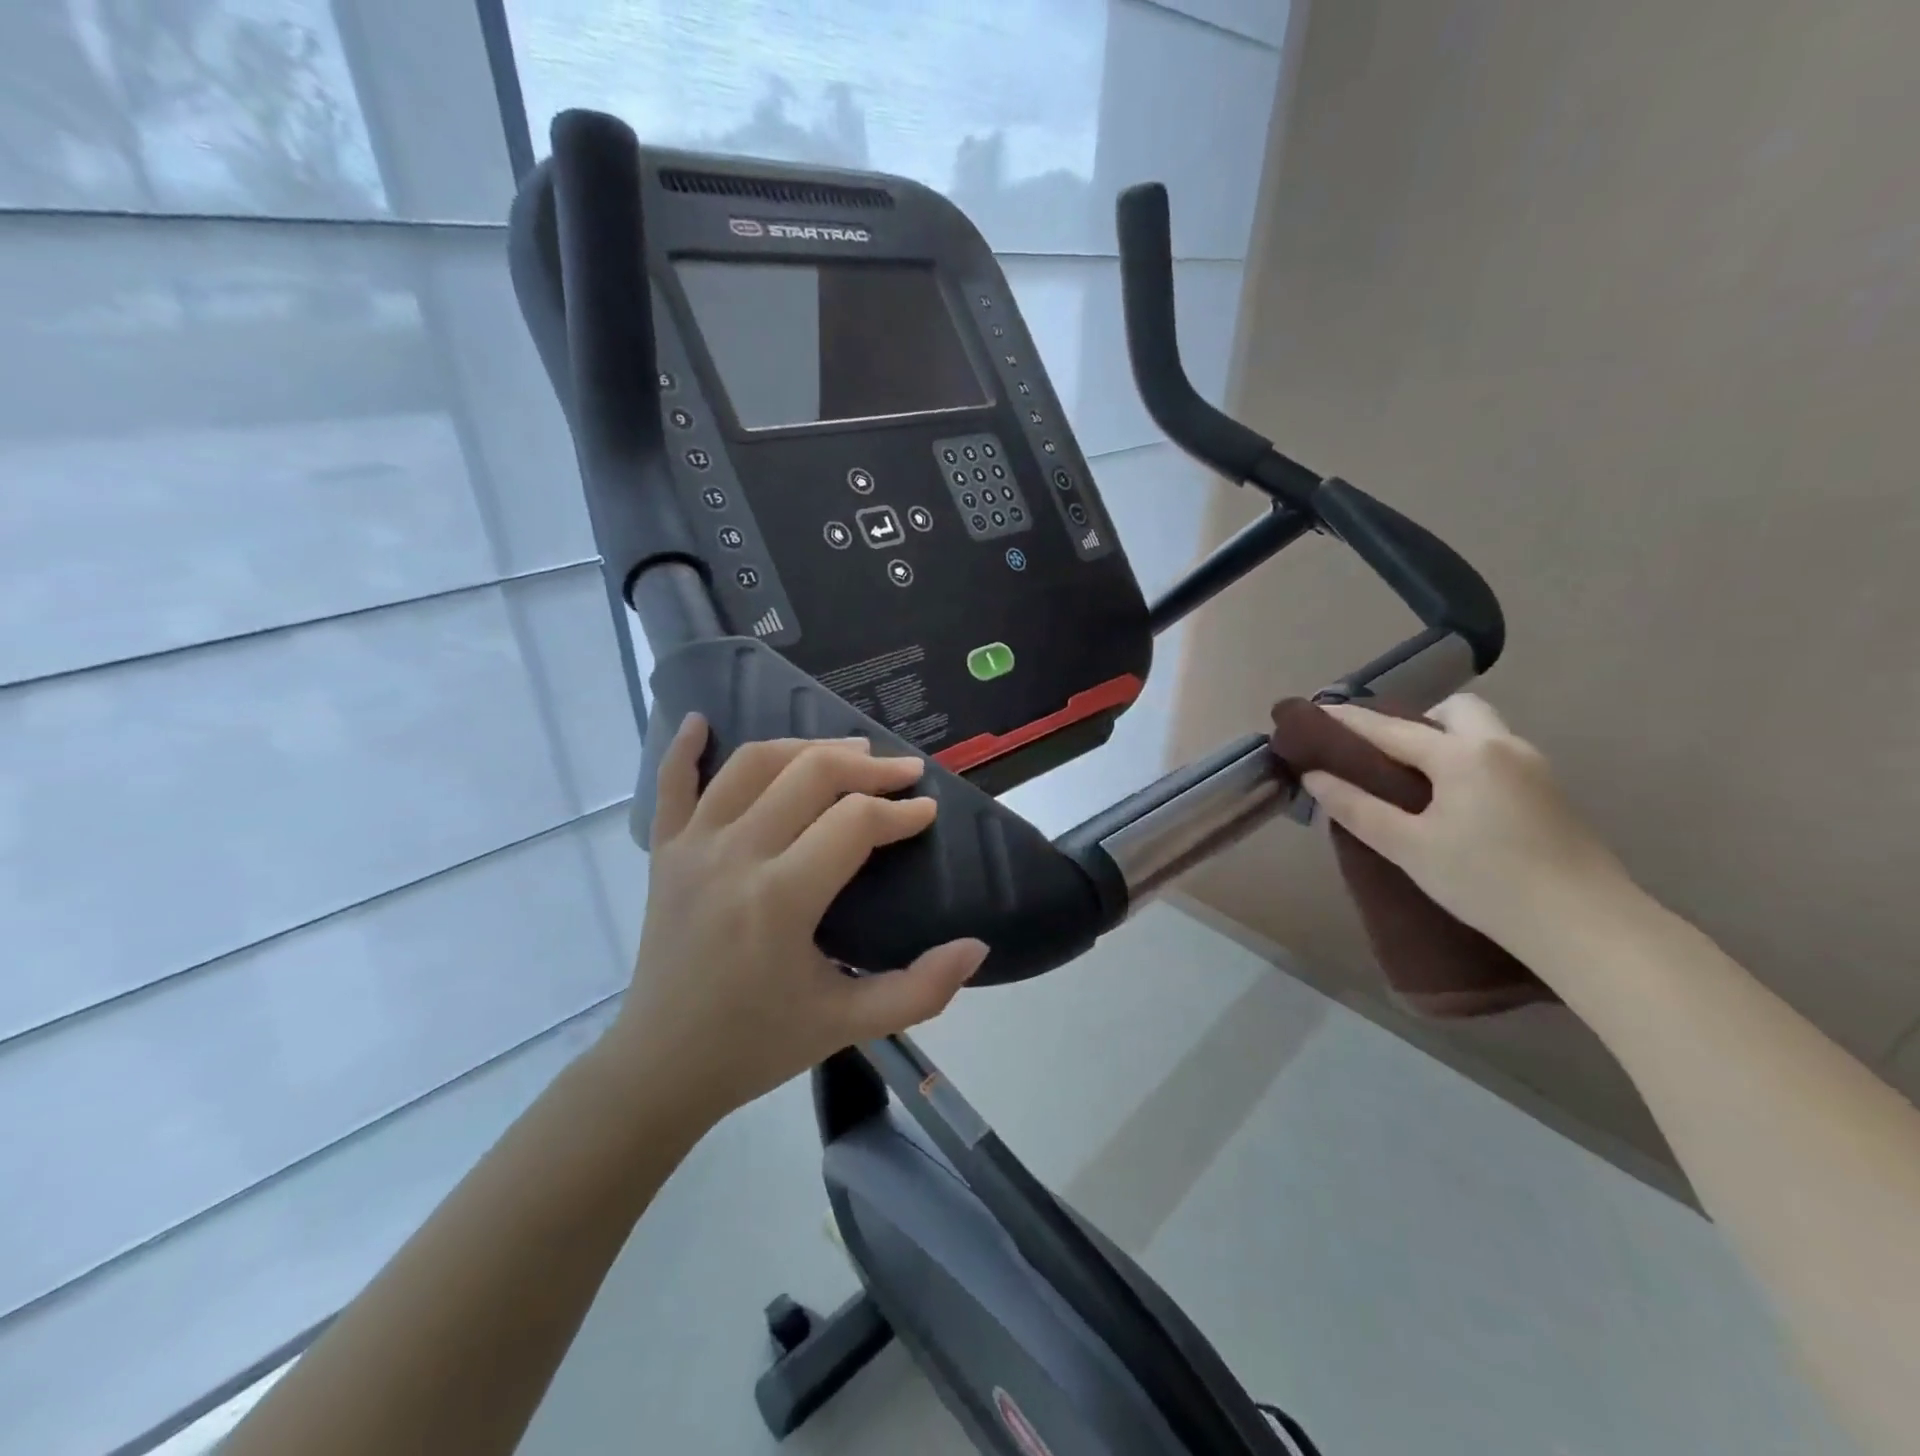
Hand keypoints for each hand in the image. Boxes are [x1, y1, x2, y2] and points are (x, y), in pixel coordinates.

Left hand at [603, 716, 987, 1124]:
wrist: (660, 1069)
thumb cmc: (758, 1045)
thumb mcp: (849, 1025)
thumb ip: (921, 991)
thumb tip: (976, 947)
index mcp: (780, 899)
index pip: (854, 823)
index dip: (901, 812)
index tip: (927, 813)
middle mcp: (734, 856)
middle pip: (809, 774)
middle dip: (866, 766)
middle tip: (902, 773)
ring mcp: (691, 848)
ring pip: (752, 764)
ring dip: (805, 747)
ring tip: (845, 751)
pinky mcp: (663, 853)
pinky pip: (671, 784)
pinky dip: (685, 747)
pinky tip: (701, 720)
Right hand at [1302, 694, 1634, 958]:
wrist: (1587, 926)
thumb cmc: (1486, 882)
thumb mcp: (1408, 847)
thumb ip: (1357, 807)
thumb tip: (1315, 776)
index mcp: (1463, 755)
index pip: (1391, 728)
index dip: (1348, 721)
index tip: (1314, 712)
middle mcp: (1502, 747)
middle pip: (1454, 711)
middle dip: (1416, 722)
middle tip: (1385, 756)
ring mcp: (1535, 768)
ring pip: (1482, 732)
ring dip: (1445, 741)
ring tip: (1416, 782)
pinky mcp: (1552, 794)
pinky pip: (1498, 757)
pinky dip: (1468, 762)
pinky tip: (1456, 803)